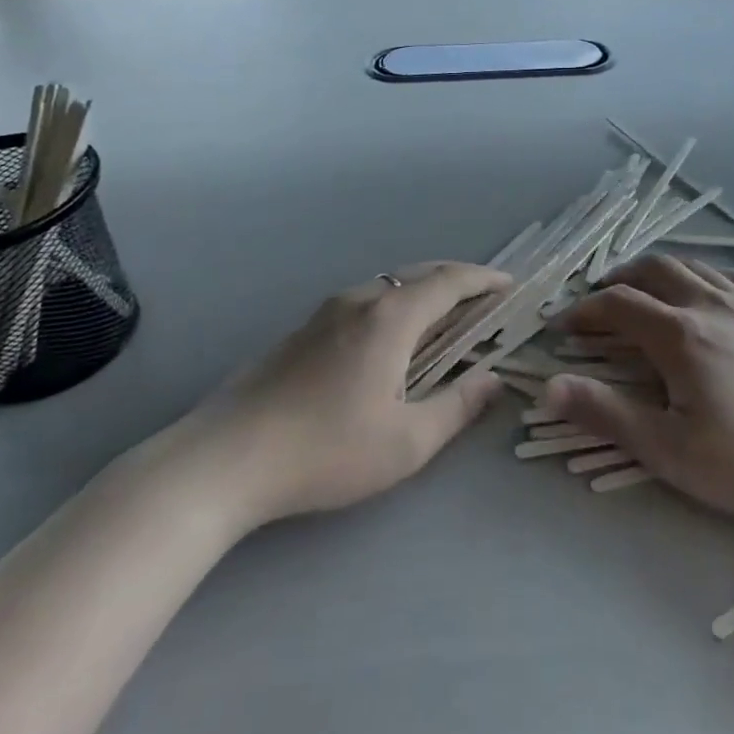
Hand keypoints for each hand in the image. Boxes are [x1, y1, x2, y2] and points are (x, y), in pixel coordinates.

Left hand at [142, 262, 508, 538]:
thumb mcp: (406, 442)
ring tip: (443, 317)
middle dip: (458, 280)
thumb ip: (457, 407)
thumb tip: (493, 380)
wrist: (223, 459)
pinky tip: (390, 339)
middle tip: (484, 299)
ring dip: (423, 292)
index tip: (510, 286)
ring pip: (389, 285)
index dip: (485, 279)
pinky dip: (395, 305)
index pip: (450, 281)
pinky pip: (364, 301)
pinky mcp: (302, 330)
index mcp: (391, 318)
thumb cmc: (325, 450)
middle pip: (420, 274)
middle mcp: (360, 300)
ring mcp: (325, 312)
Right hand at [544, 256, 733, 529]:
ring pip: (692, 265)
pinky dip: (703, 275)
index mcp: (679, 334)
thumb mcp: (670, 451)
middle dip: (618, 278)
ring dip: (659, 272)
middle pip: (653, 269)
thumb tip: (549, 386)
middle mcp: (710, 302)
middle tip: (600, 298)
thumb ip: (607, 415)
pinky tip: (705, 293)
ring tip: (645, 290)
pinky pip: (732, 275)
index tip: (564, 325)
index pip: (617, 304)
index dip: (584, 310)